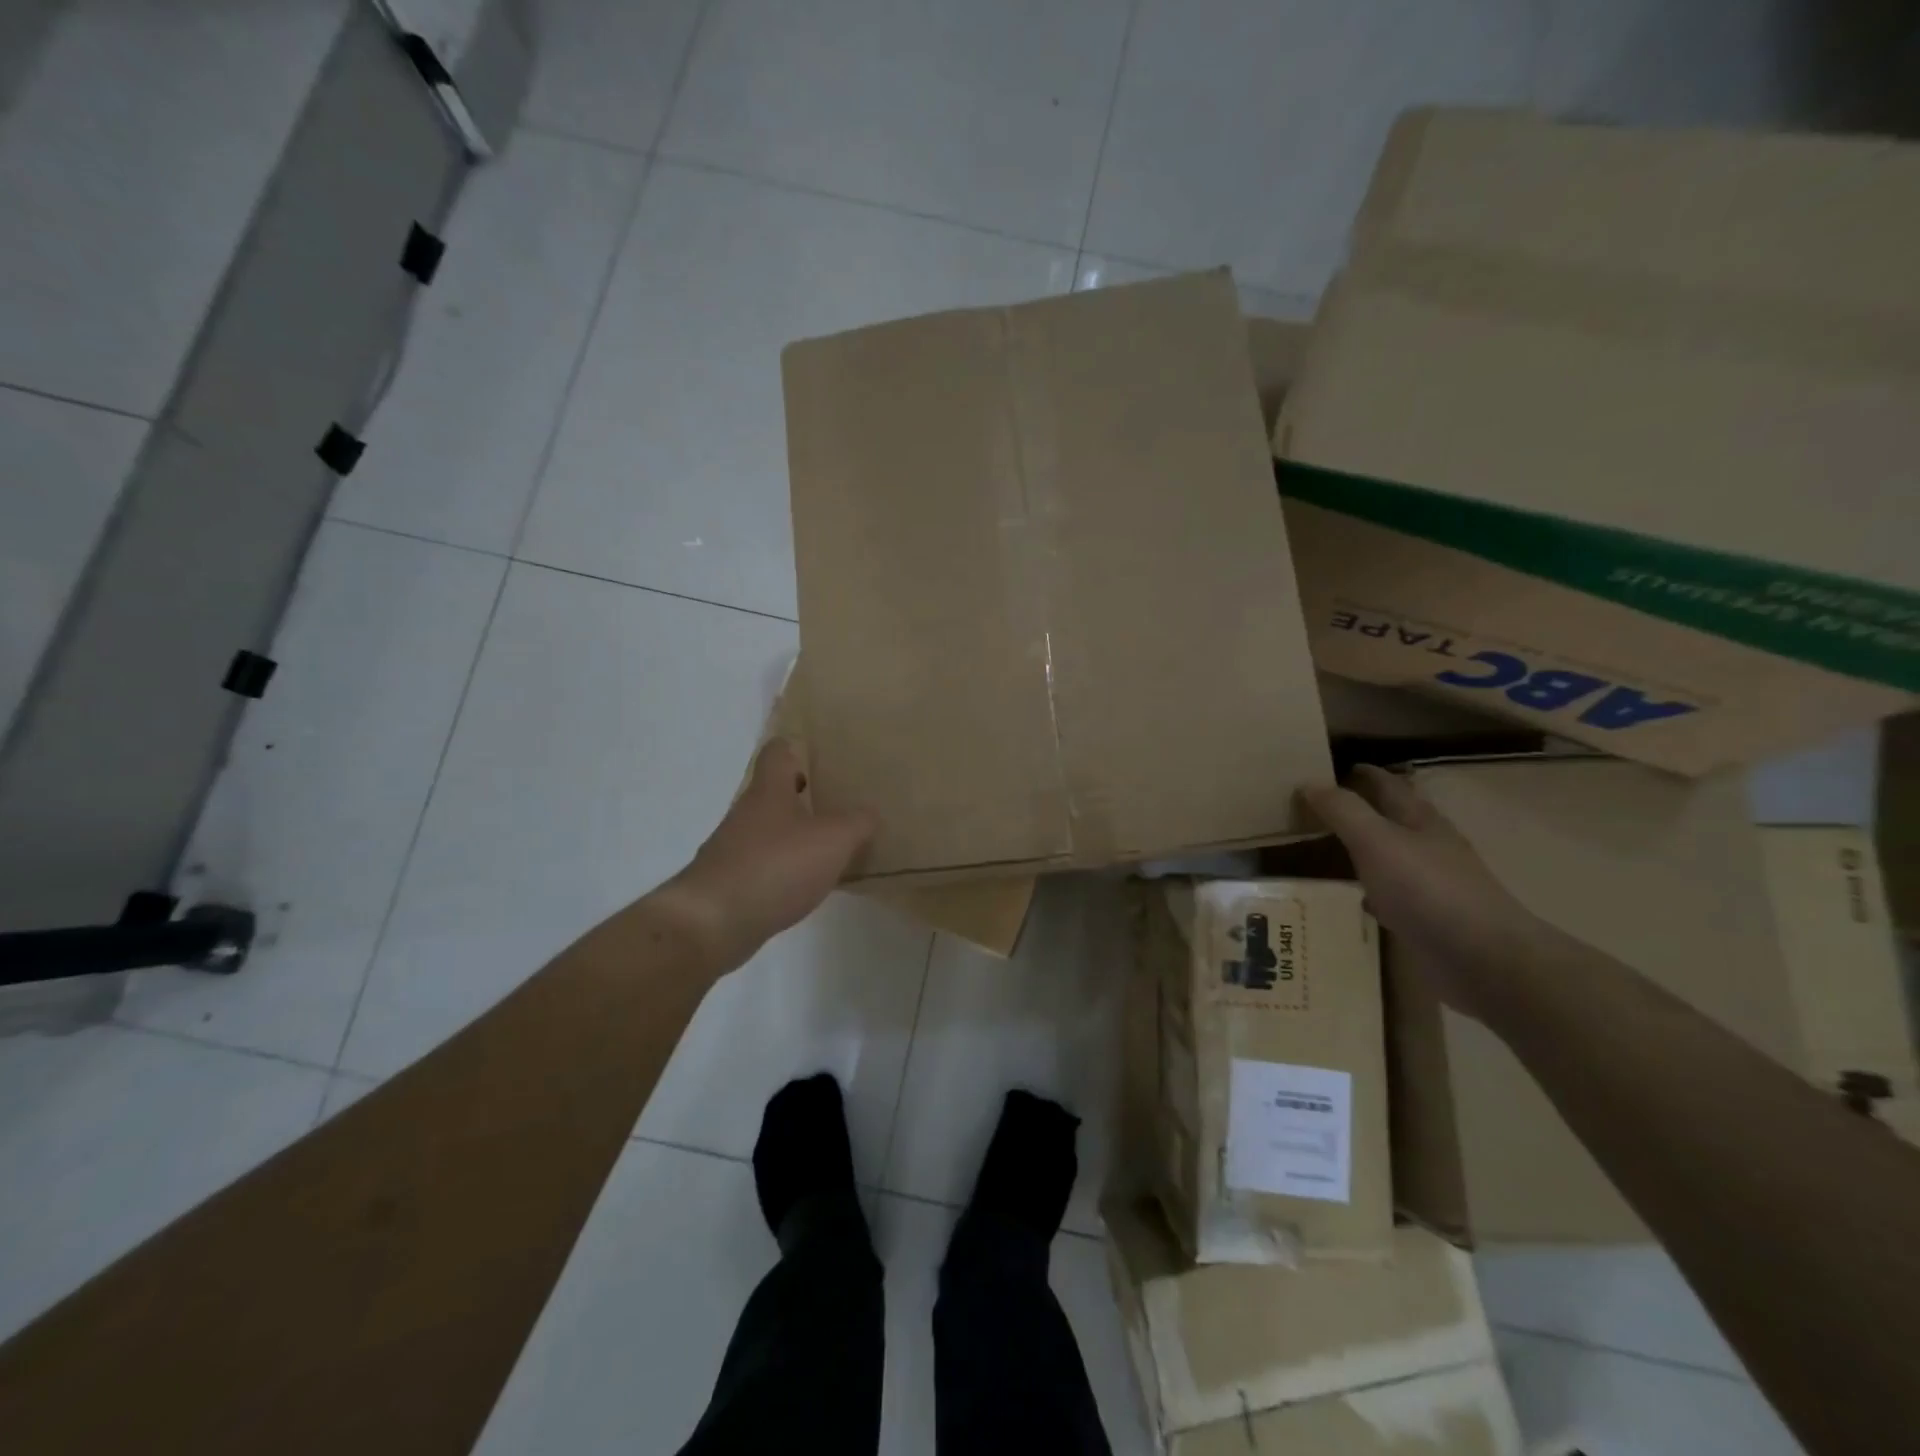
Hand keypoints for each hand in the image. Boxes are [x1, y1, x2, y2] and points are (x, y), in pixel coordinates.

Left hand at [662, 740, 878, 971]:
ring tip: (825, 849)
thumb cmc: (776, 866)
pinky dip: (780, 869)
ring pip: (766, 830)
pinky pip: (760, 865)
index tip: (818, 757)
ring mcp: (731, 848)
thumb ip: (857, 823)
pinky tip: (802, 886)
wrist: (712, 922)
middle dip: (800, 798)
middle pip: (771, 793)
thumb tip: (869, 813)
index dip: (795, 749)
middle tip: (834, 806)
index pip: (777, 752)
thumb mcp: (833, 840)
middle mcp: (745, 813)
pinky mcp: (727, 882)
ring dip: (791, 836)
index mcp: (769, 791)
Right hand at [1302, 765, 1547, 1019]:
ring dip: (1367, 848)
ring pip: (1393, 855)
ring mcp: (1433, 884)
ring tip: (1330, 846)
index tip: (1328, 767)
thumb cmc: (1427, 890)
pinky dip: (1374, 888)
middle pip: (1394, 818)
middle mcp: (1430, 846)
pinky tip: (1358, 897)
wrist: (1482, 959)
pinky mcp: (1430, 918)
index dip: (1362, 774)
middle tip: (1321, 805)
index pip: (1388, 785)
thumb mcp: (1375, 841)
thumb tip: (1309, 782)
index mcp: (1420, 820)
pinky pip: (1394, 893)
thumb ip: (1343, 811)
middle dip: (1363, 808)